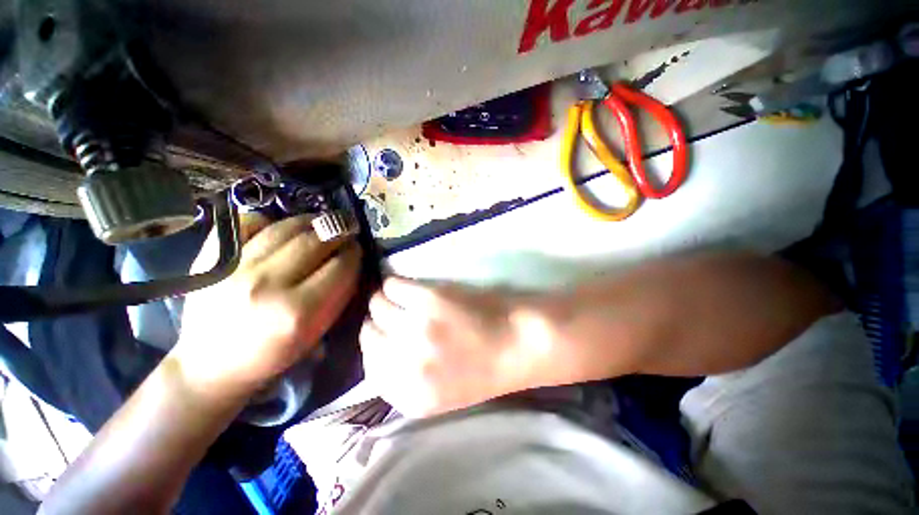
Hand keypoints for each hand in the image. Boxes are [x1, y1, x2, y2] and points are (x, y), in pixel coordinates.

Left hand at [173, 213, 361, 397]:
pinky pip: (247, 222)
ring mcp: (235, 267)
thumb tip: (350, 262)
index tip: (356, 250)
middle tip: (345, 231)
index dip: (354, 253)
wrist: (211, 364)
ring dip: (311, 222)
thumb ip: (338, 296)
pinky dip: (268, 221)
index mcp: (298, 312)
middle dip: (338, 232)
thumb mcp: (316, 333)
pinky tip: (277, 229)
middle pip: (316, 241)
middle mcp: (267, 284)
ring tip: (320, 226)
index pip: (341, 266)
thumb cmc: (272, 354)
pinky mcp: (211, 258)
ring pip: (286, 227)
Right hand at [360, 278, 550, 416]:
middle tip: (392, 313)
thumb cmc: (485, 366)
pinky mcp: (428, 299)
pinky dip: (393, 283)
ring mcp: (417, 329)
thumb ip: (405, 381)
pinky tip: (404, 285)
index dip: (376, 346)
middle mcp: (408, 365)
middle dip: (379, 322)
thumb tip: (377, 350)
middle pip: (370, 334)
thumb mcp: (442, 393)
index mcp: (411, 397)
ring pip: (377, 306)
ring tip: (398, 297)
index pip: (369, 367)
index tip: (383, 333)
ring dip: (384, 300)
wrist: (519, 342)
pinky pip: (392, 286)